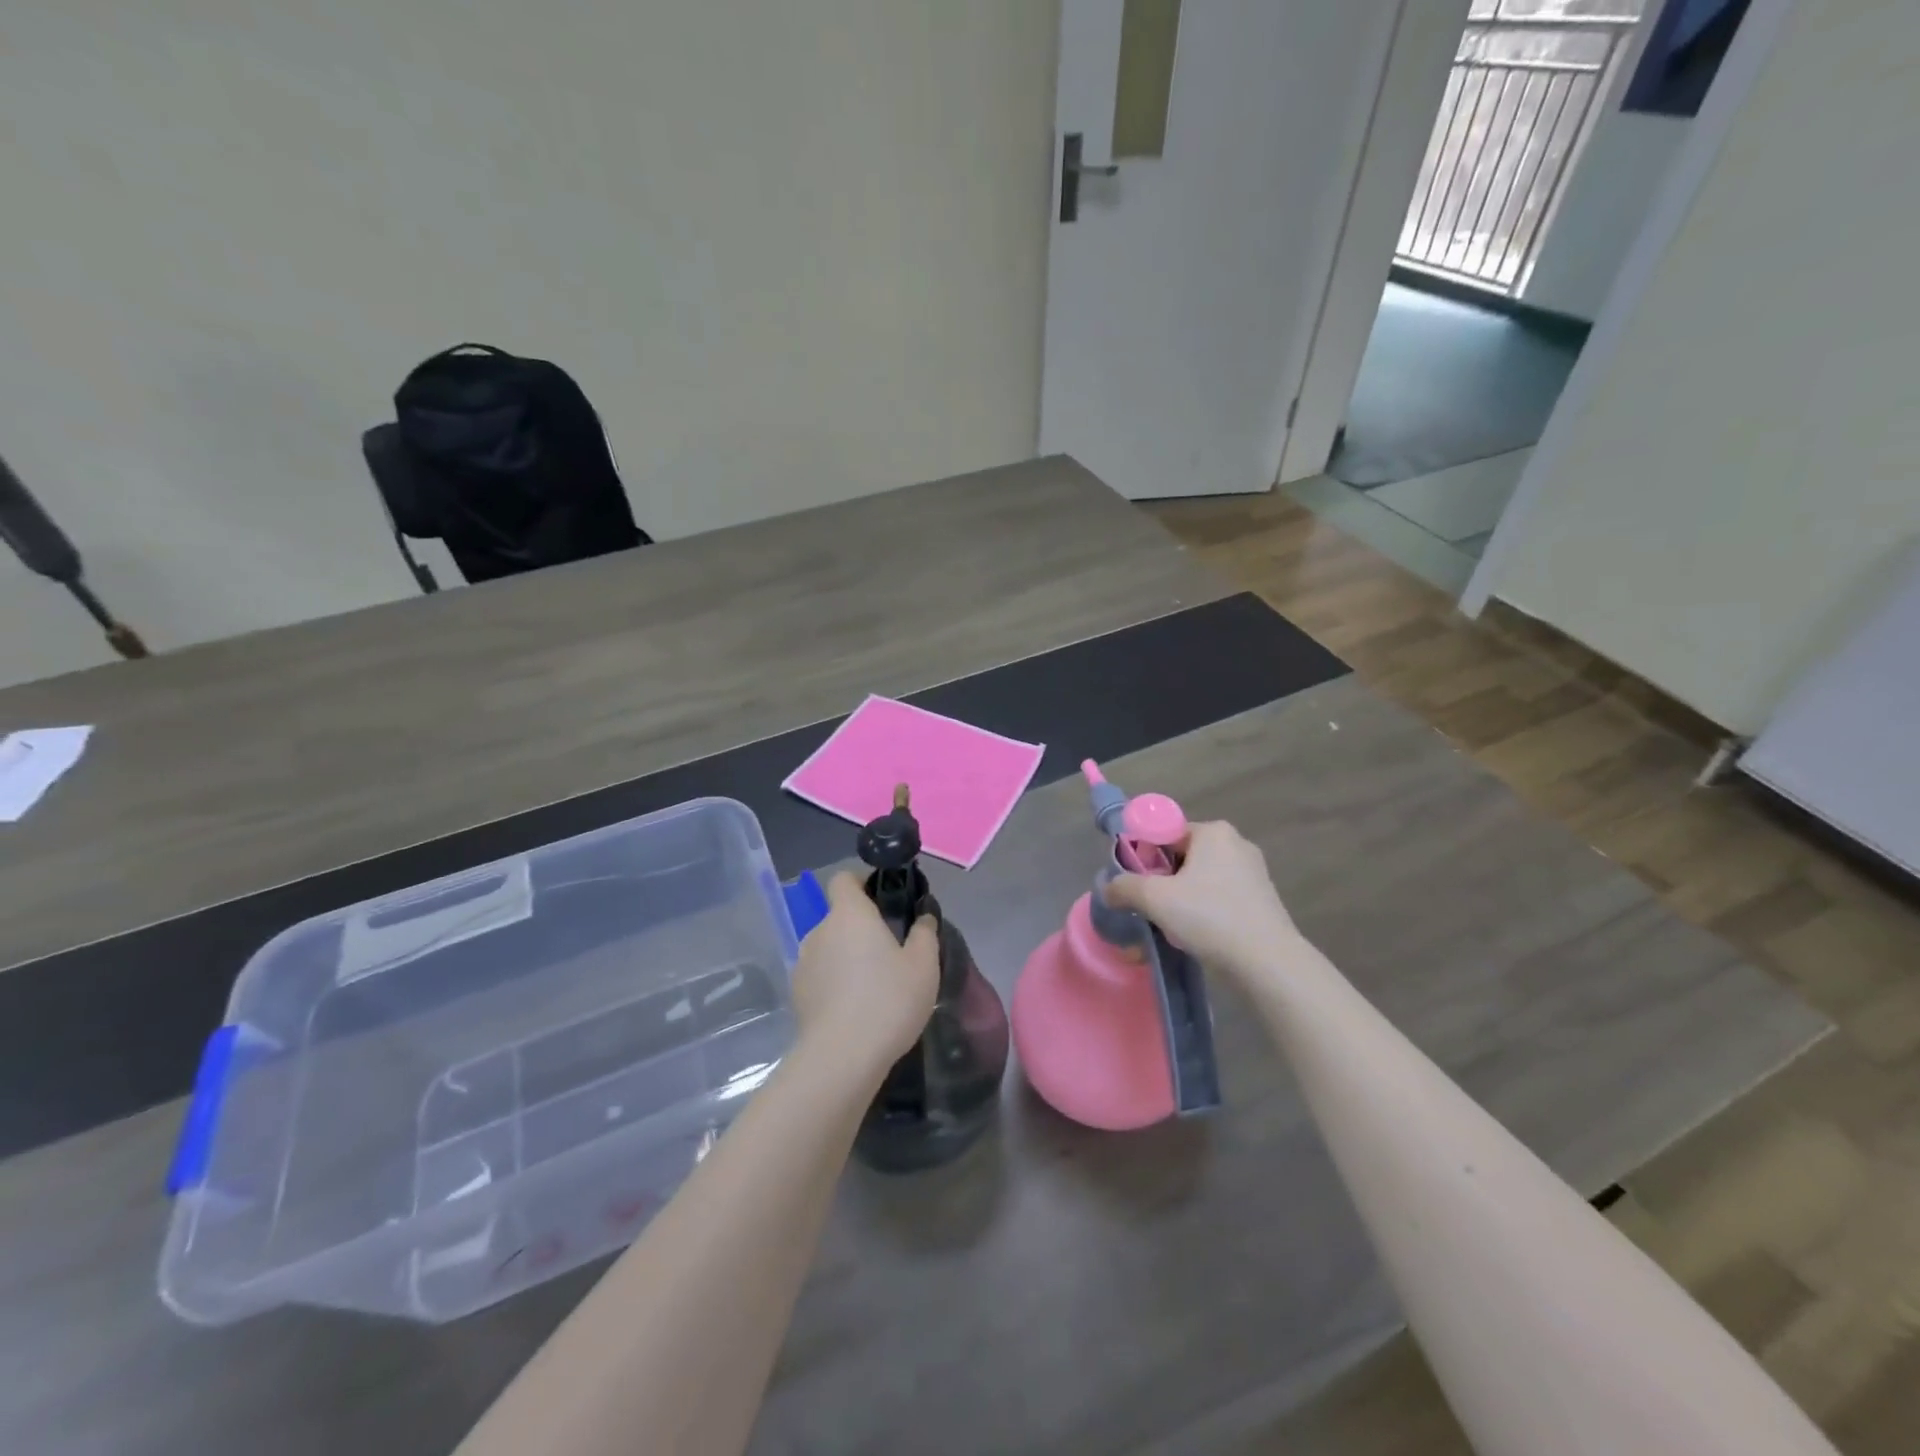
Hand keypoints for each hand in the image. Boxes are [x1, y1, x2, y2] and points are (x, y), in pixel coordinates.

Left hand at [790, 872, 940, 1074]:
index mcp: (849, 914)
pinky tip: (855, 1009)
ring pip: (829, 948)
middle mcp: (819, 930)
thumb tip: (923, 918)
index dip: (861, 882)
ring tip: (873, 985)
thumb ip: (925, 933)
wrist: (842, 1058)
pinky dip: (835, 983)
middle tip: (890, 951)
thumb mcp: (924, 965)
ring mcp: (803, 963)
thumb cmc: (888, 1000)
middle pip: (839, 916)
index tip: (882, 898)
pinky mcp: (797, 994)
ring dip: (847, 957)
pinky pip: (820, 976)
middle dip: (861, 928)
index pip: (843, 879)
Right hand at [1103, 821, 1300, 982]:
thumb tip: (1108, 888)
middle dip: (1159, 883)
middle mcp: (1236, 844)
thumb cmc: (1209, 917)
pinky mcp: (1260, 901)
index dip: (1142, 857)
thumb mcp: (1155, 898)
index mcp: (1213, 832)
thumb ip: (1124, 887)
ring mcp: (1252, 874)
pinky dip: (1200, 913)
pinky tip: (1191, 937)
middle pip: (1180, 858)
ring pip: (1198, 882)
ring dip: (1177, 902)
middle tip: (1145, 909)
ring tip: (1165, 929)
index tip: (1133, 885)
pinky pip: (1218, 899)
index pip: (1164, 833)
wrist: (1267, 963)